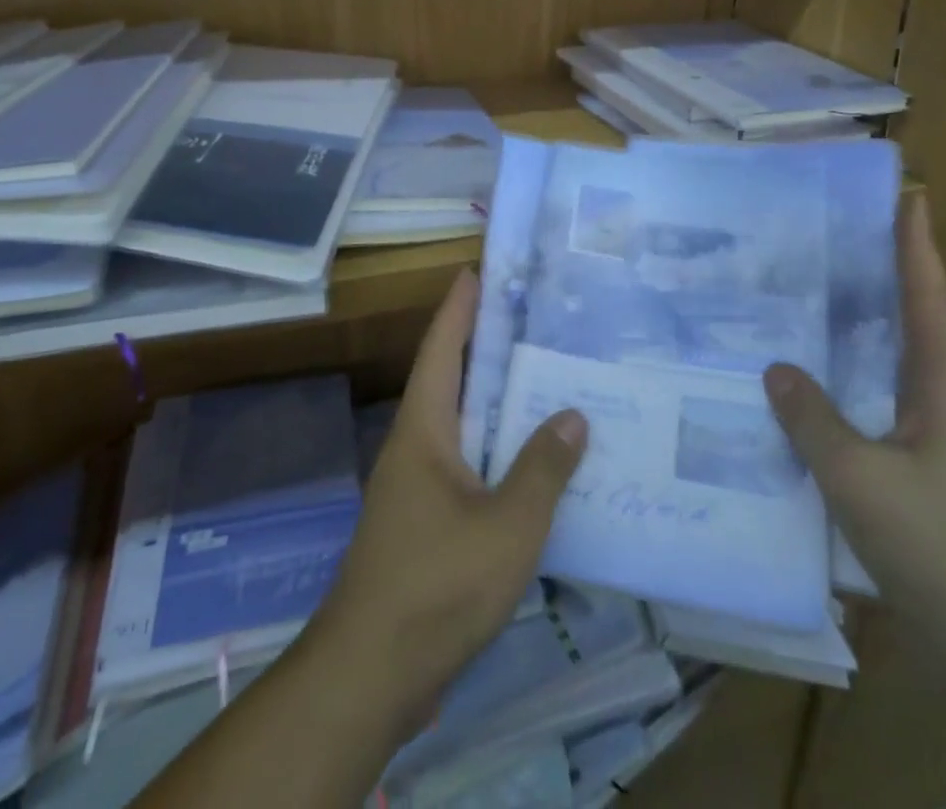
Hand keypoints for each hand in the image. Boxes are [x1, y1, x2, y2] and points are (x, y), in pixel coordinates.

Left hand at [309, 270, 587, 734]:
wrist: (371, 675)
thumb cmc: (437, 584)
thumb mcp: (506, 525)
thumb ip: (542, 468)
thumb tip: (573, 414)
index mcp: (424, 430)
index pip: (440, 350)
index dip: (458, 308)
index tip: (476, 270)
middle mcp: (416, 448)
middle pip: (451, 381)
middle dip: (485, 347)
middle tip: (532, 320)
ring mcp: (417, 489)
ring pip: (462, 427)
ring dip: (497, 403)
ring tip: (545, 380)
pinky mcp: (426, 524)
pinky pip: (468, 467)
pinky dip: (498, 452)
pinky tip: (533, 464)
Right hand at [763, 193, 945, 630]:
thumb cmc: (934, 546)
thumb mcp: (860, 478)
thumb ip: (813, 419)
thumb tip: (775, 367)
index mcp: (942, 385)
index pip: (928, 298)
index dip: (915, 247)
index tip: (906, 197)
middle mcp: (943, 397)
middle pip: (915, 318)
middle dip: (888, 271)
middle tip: (842, 232)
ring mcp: (933, 432)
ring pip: (895, 357)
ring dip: (868, 320)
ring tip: (820, 288)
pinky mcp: (917, 463)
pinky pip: (877, 395)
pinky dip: (851, 371)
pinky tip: (814, 378)